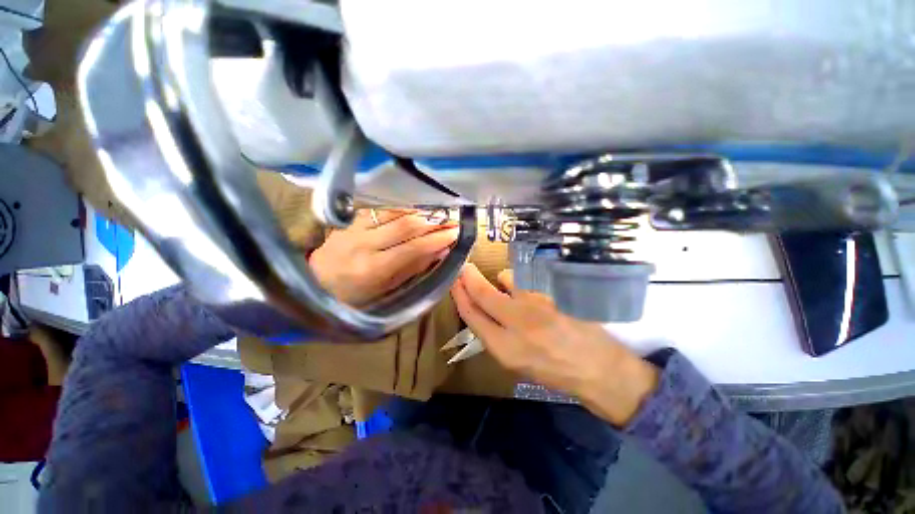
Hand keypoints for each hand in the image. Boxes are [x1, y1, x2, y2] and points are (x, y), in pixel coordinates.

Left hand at [310, 209, 458, 305]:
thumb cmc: (353, 298)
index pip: (413, 247)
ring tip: (437, 215)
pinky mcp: (348, 220)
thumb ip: (414, 268)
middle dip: (433, 222)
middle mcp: (362, 244)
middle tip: (451, 221)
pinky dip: (400, 210)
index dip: (437, 239)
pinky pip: (380, 210)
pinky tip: (414, 211)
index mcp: (372, 269)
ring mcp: (353, 228)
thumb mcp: (386, 290)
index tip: (456, 233)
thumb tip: (440, 251)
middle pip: (405, 225)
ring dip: (419, 213)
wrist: (313, 286)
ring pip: (393, 212)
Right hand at [450, 264, 658, 425]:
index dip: (460, 296)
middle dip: (469, 278)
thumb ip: (493, 334)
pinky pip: (529, 277)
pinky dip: (522, 280)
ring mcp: (538, 304)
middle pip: (483, 293)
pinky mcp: (555, 292)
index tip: (454, 283)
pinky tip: (530, 288)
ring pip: (506, 278)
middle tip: (464, 269)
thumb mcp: (515, 361)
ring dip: (501, 280)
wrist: (598, 369)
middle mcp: (518, 323)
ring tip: (509, 287)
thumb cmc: (553, 370)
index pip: (472, 315)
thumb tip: (478, 308)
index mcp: (504, 348)